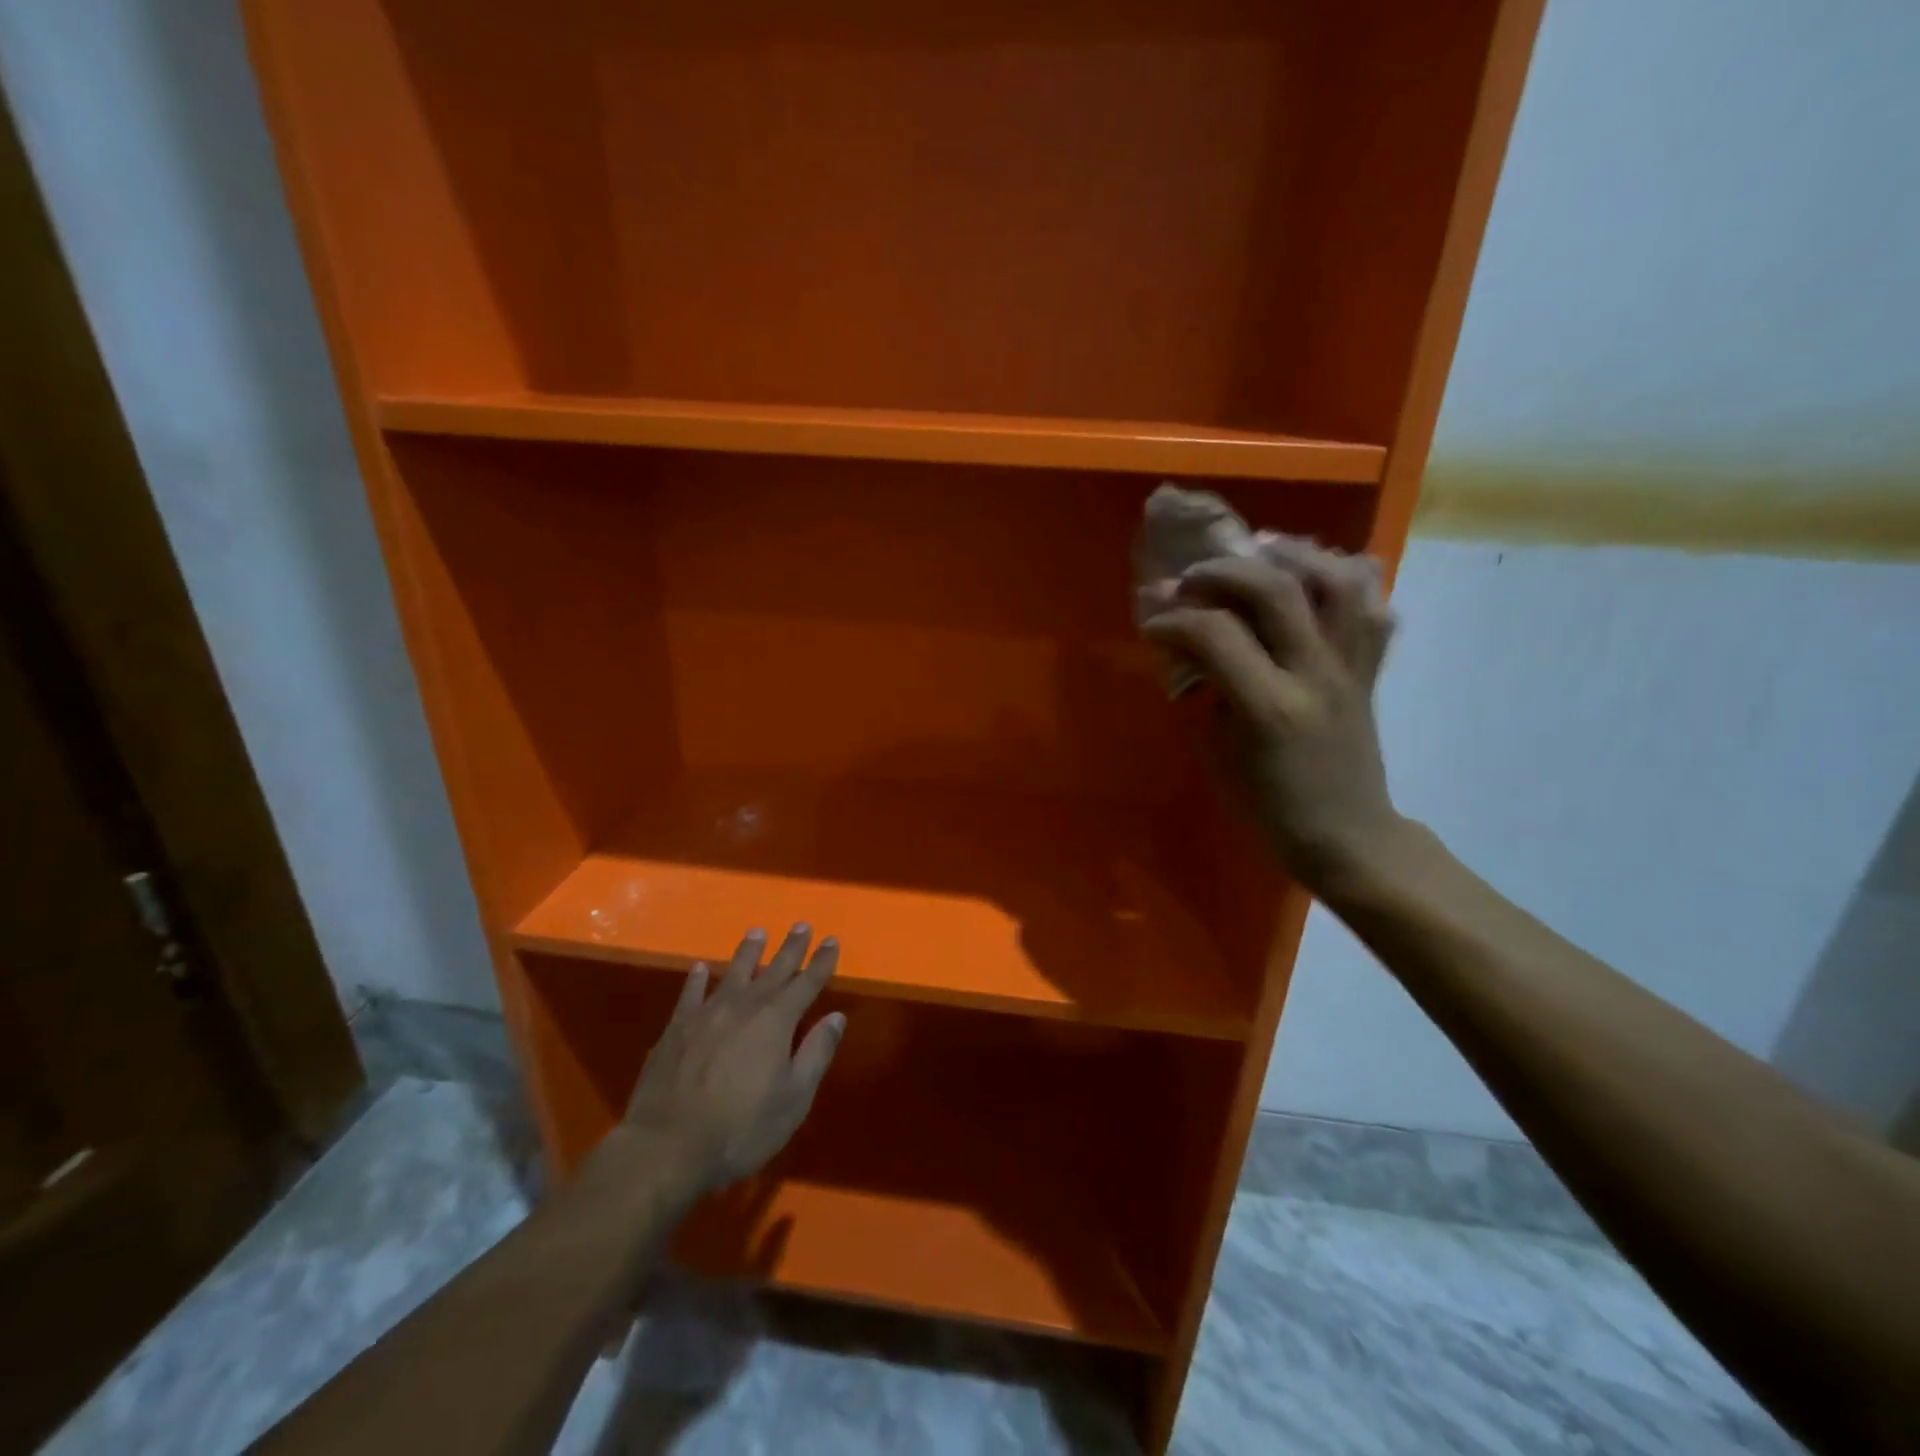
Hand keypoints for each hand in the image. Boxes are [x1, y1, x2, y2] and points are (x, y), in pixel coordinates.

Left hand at [610, 925, 844, 1199]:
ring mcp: (706, 1014)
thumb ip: (816, 1054)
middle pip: (774, 970)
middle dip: (791, 948)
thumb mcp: (793, 1099)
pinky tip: (701, 967)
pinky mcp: (675, 1029)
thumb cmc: (740, 1129)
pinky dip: (698, 978)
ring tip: (757, 933)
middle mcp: (744, 1006)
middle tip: (801, 925)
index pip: (807, 982)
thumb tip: (835, 1017)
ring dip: (748, 952)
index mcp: (777, 1021)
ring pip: (734, 973)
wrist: (666, 1148)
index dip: (822, 962)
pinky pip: (690, 993)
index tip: (831, 940)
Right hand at [1142, 544, 1402, 893]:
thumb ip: (1209, 690)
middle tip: (1193, 578)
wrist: (1348, 836)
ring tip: (1261, 551)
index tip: (1153, 624)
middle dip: (1224, 571)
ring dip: (1295, 555)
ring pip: (1338, 582)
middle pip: (1276, 590)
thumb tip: (1192, 642)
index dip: (1174, 620)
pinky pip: (1372, 607)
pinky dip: (1347, 578)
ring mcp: (1351, 669)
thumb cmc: (1271, 807)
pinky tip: (1317, 575)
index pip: (1216, 634)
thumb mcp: (1221, 753)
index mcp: (1269, 708)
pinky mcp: (1371, 670)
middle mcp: (1316, 676)